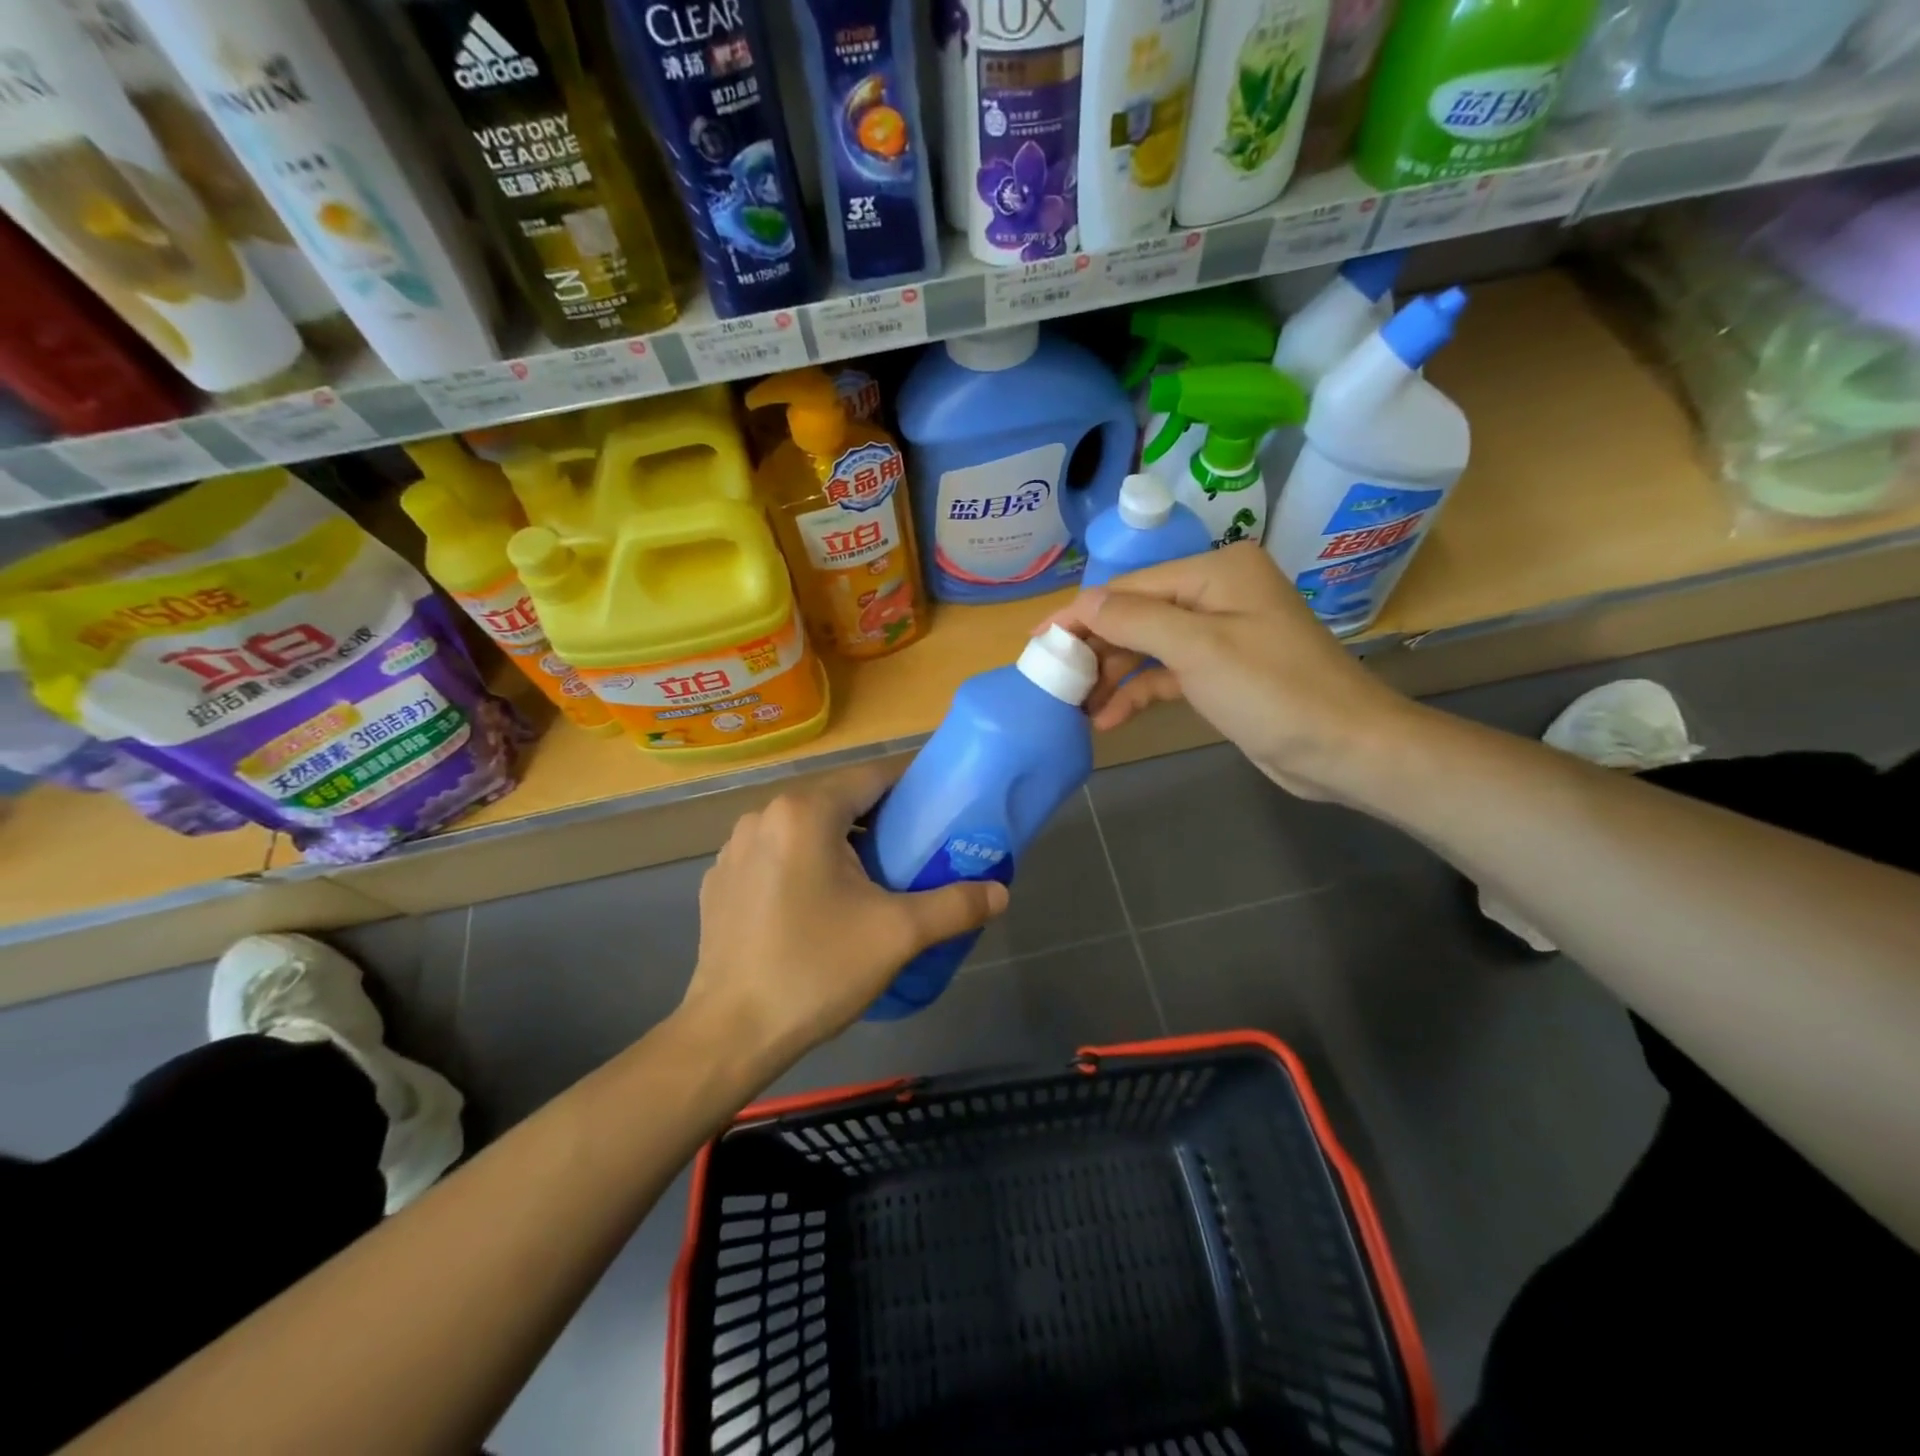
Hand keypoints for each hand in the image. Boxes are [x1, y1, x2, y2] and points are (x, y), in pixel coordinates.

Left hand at [682, 763, 1008, 1063]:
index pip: (873, 776)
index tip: (941, 811)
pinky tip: (817, 905)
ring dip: (840, 842)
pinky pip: (776, 853)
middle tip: (915, 853)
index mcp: (806, 812)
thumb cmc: (816, 971)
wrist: (730, 1035)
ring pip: (805, 827)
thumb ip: (956, 905)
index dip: (913, 787)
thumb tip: (1001, 893)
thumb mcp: (898, 935)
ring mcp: (735, 847)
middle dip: (880, 820)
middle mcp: (764, 815)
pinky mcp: (721, 879)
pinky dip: (804, 864)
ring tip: (871, 881)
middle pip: (838, 799)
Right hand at [1043, 544, 1417, 800]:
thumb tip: (1082, 604)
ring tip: (1075, 706)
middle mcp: (1215, 593)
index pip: (1130, 588)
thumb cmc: (1273, 691)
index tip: (1037, 643)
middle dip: (1095, 648)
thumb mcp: (1199, 649)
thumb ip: (1135, 619)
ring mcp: (1218, 633)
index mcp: (1215, 572)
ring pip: (1147, 646)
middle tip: (1053, 681)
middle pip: (1136, 615)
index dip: (1081, 615)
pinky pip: (1165, 673)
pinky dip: (1137, 692)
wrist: (1344, 748)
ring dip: (1111, 675)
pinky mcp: (1219, 672)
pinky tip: (1108, 718)